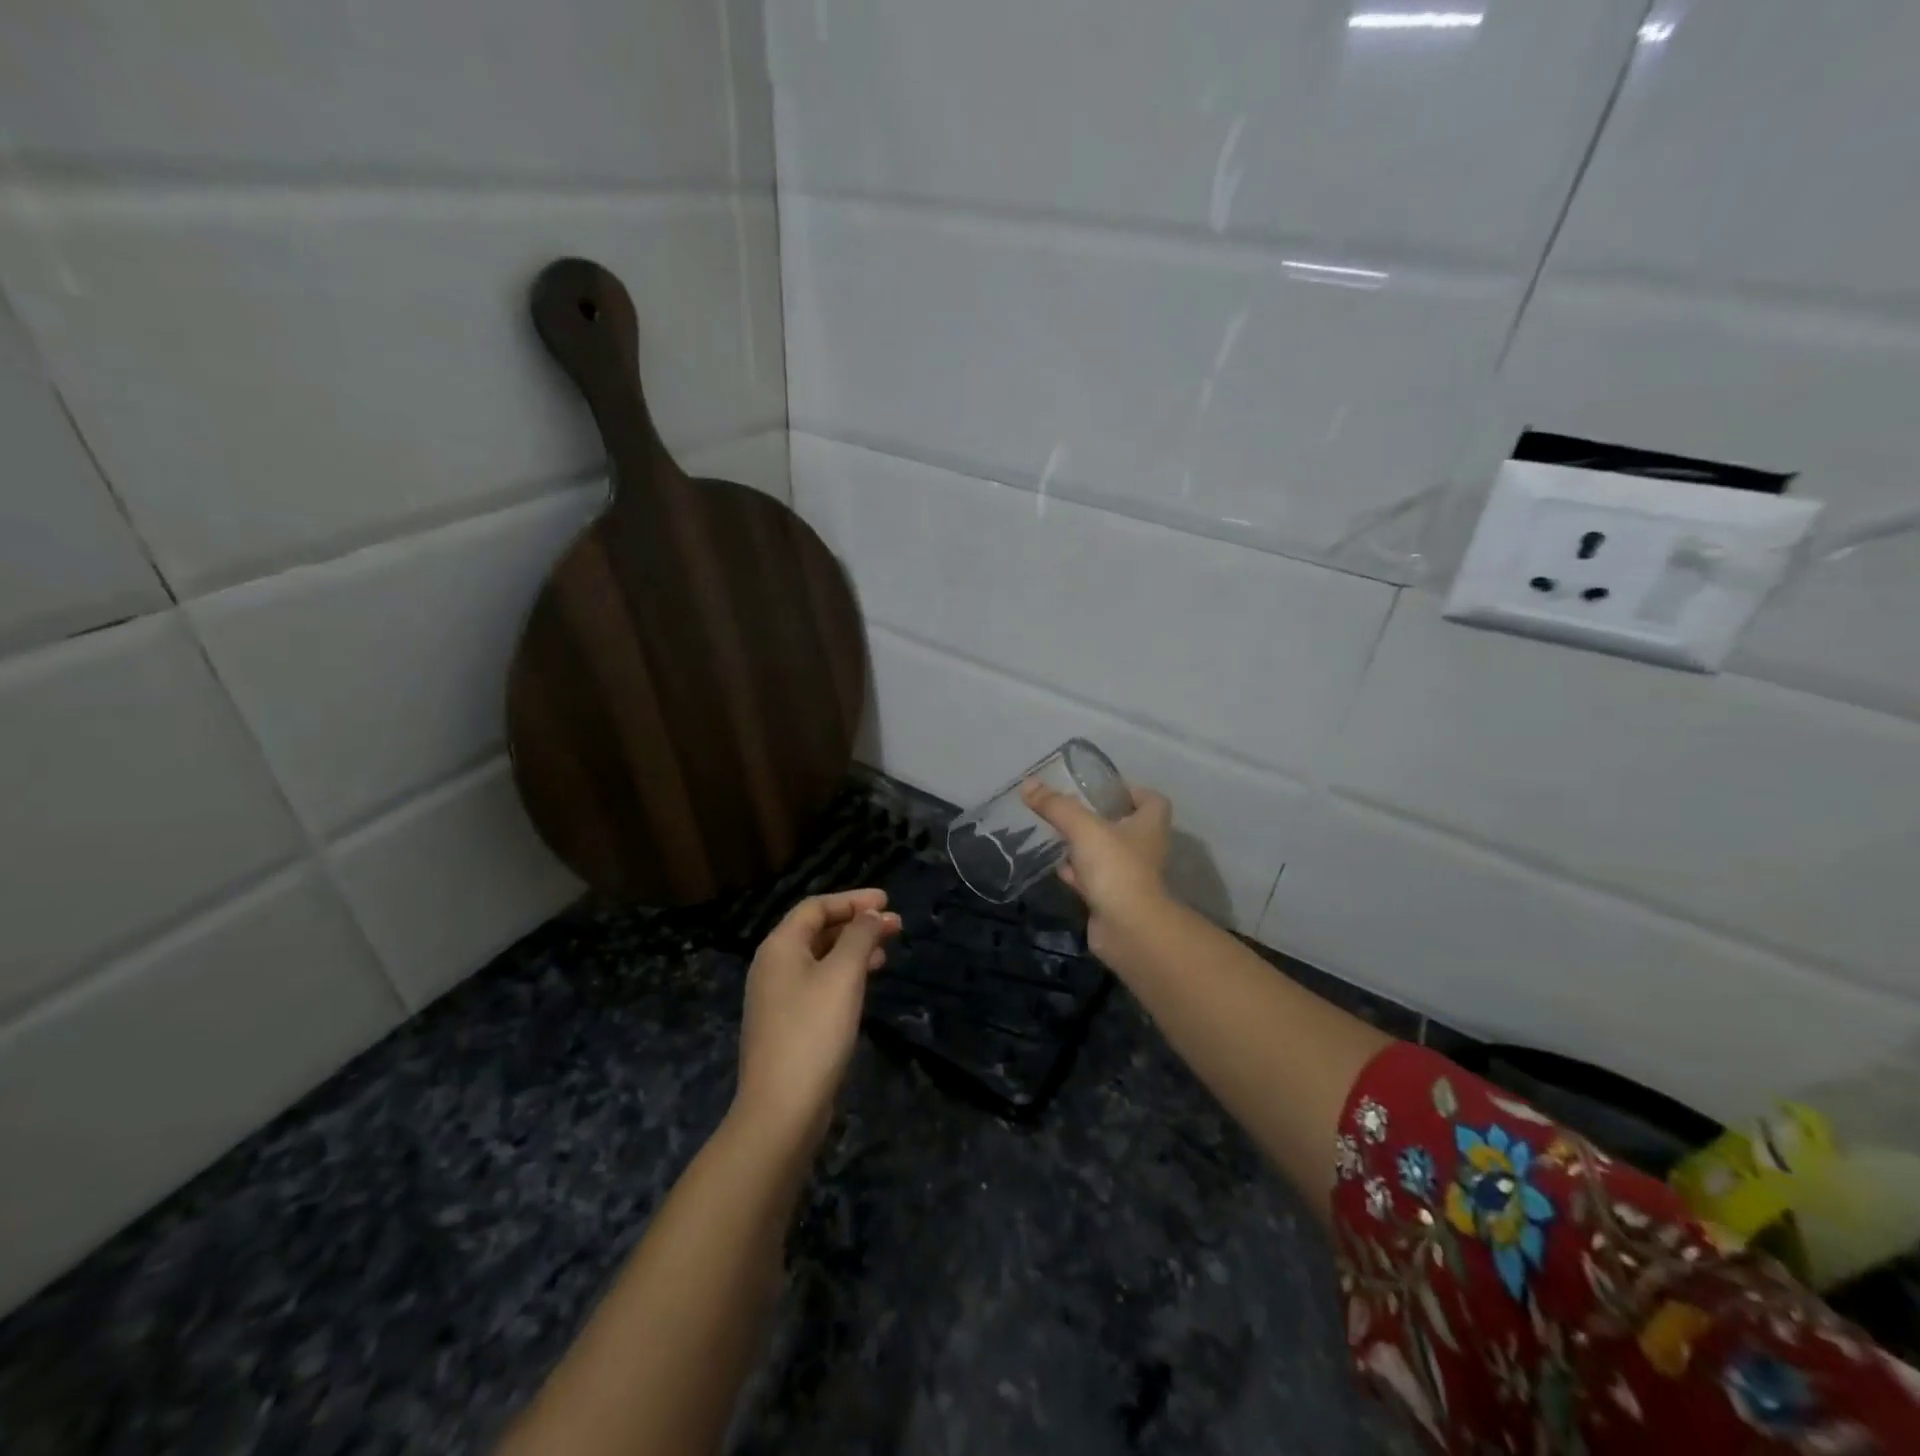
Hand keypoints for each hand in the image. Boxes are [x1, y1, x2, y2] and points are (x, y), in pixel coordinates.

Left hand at [734, 890, 901, 1149]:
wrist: (781, 1109)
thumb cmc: (814, 1032)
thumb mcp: (843, 976)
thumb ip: (859, 937)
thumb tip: (871, 914)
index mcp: (780, 947)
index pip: (816, 907)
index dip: (852, 900)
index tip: (887, 901)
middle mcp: (773, 966)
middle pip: (817, 930)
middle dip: (857, 924)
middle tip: (896, 926)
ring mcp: (777, 998)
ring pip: (819, 958)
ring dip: (853, 950)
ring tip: (886, 953)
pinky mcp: (786, 1025)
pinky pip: (818, 983)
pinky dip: (843, 975)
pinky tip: (864, 985)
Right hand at [1021, 779, 1172, 957]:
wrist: (1128, 929)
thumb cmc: (1115, 867)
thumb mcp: (1083, 828)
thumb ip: (1056, 805)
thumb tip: (1028, 783)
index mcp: (1149, 825)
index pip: (1152, 800)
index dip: (1131, 791)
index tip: (1102, 789)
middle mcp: (1145, 849)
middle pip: (1126, 827)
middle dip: (1099, 819)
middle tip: (1071, 810)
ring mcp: (1130, 876)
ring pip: (1107, 854)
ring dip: (1085, 847)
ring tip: (1057, 835)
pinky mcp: (1114, 899)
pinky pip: (1094, 880)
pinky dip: (1078, 875)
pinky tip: (1058, 869)